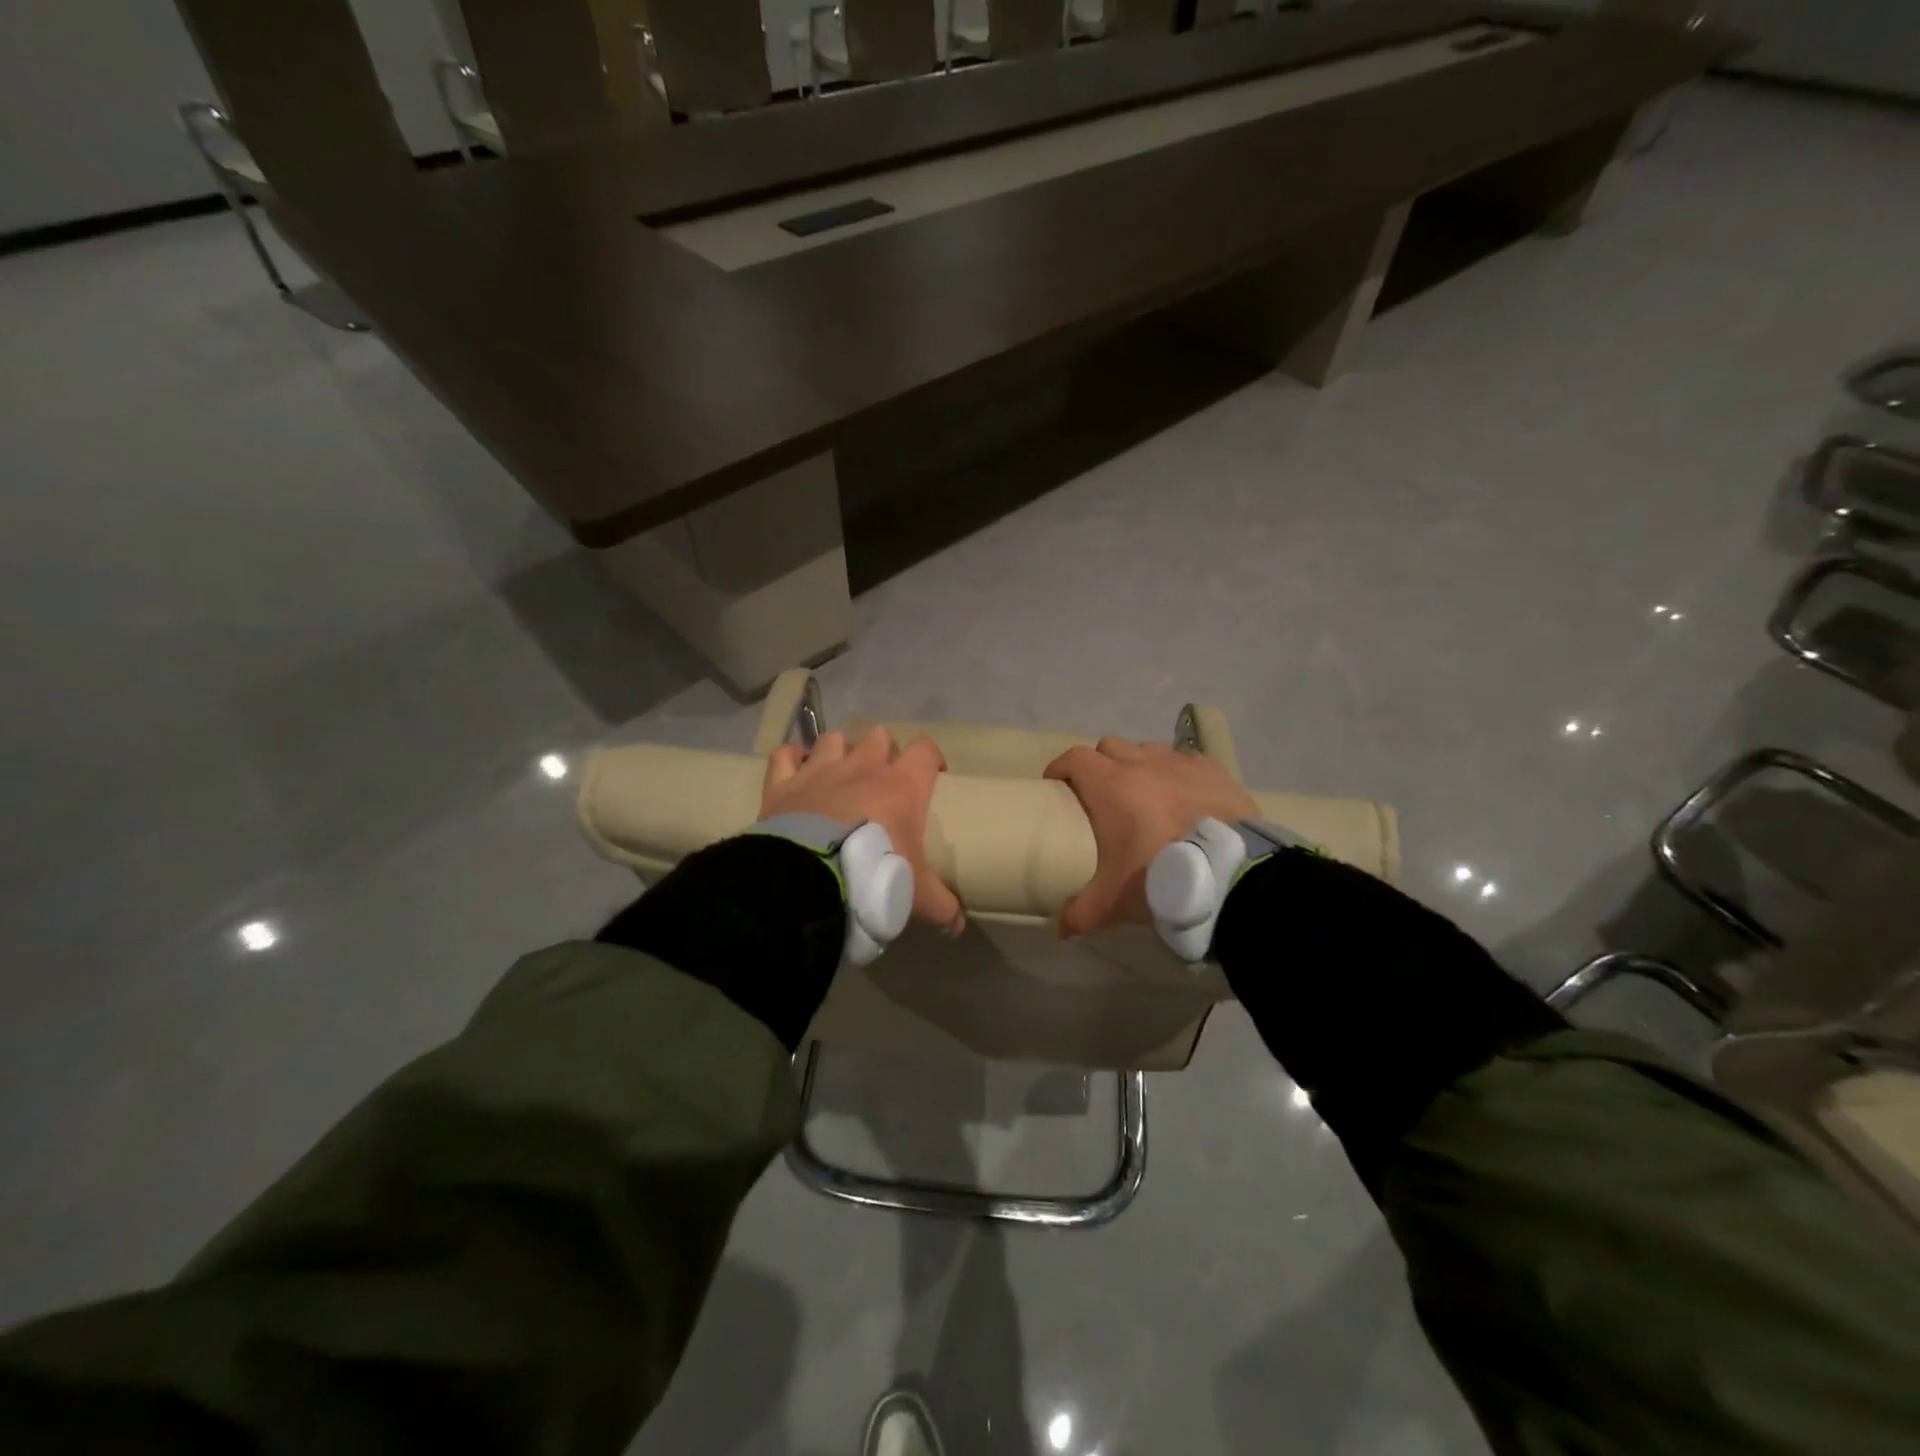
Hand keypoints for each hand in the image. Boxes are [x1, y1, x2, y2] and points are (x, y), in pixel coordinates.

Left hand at [763, 726, 964, 933]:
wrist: (809, 883)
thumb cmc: (874, 879)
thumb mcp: (917, 898)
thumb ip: (942, 908)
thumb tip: (958, 926)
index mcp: (902, 786)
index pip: (925, 750)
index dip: (931, 758)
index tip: (934, 776)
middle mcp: (862, 767)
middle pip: (878, 736)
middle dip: (882, 751)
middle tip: (882, 780)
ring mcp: (819, 771)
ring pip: (833, 739)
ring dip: (838, 752)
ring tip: (839, 775)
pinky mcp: (782, 784)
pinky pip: (785, 755)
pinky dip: (790, 759)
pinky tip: (795, 772)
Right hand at [1044, 737, 1258, 938]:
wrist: (1232, 874)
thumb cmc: (1160, 876)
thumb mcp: (1114, 901)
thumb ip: (1082, 913)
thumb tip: (1061, 929)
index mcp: (1110, 786)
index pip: (1075, 758)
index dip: (1060, 768)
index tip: (1055, 786)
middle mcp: (1142, 763)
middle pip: (1109, 748)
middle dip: (1099, 765)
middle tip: (1099, 794)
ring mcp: (1180, 763)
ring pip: (1147, 750)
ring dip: (1138, 764)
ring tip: (1143, 793)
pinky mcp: (1213, 771)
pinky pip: (1185, 761)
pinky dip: (1176, 773)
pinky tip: (1182, 795)